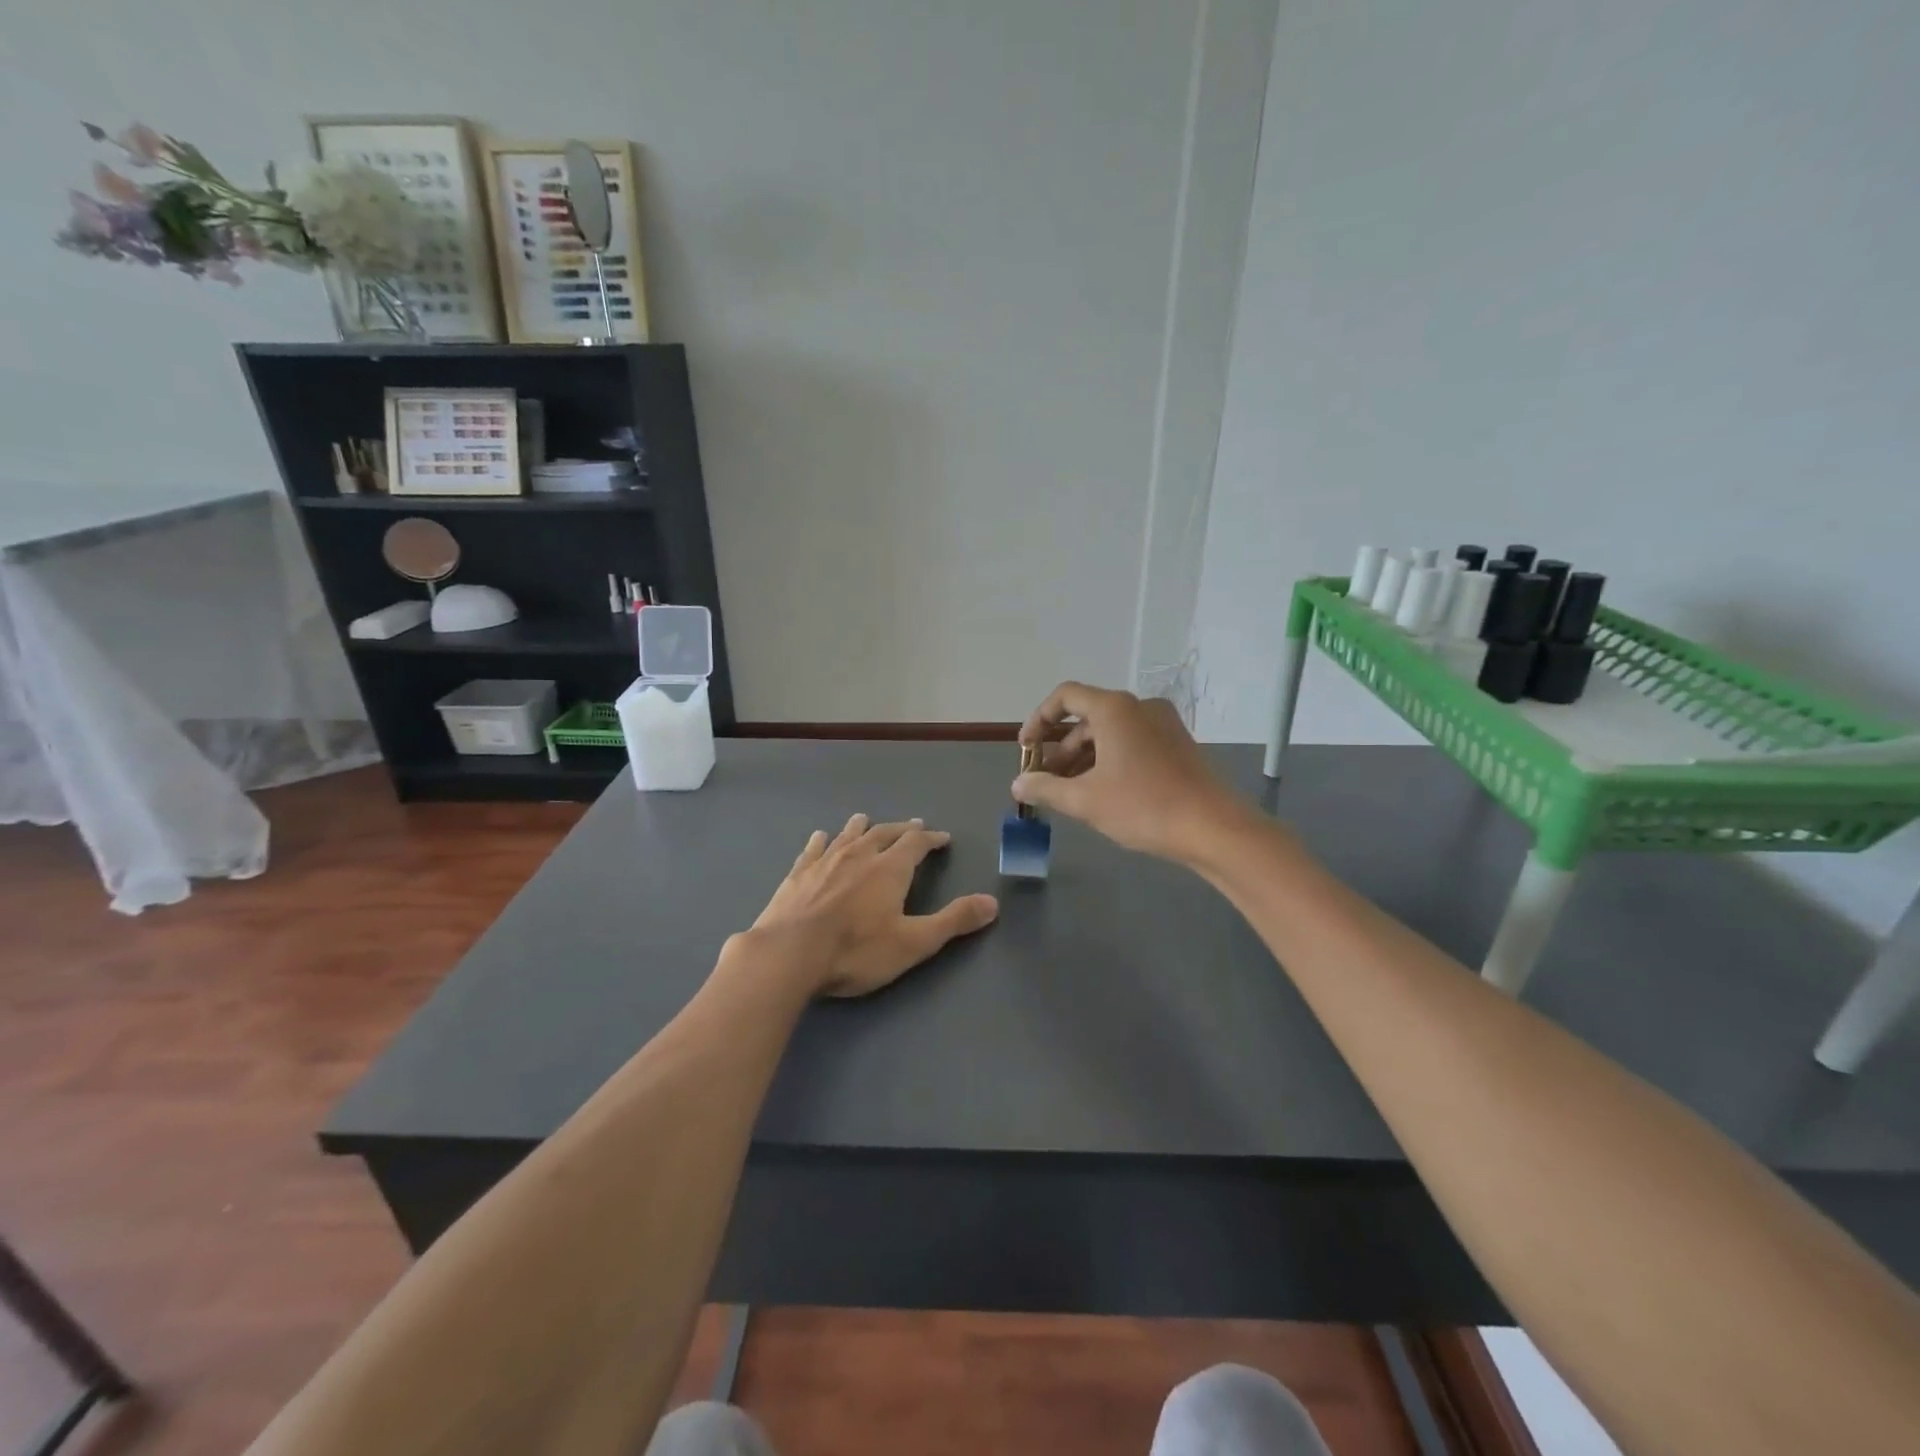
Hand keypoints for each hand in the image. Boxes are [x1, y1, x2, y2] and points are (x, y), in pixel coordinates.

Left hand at [752, 815, 999, 997]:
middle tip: (912, 826)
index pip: (915, 844)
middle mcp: (859, 856)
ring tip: (866, 819)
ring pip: (848, 836)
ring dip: (862, 827)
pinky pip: (813, 849)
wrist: (789, 954)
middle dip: (901, 830)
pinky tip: (820, 836)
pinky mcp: (797, 875)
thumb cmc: (856, 950)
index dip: (930, 839)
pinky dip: (822, 840)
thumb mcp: (914, 942)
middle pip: (884, 833)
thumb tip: (993, 903)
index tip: (941, 838)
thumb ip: (953, 921)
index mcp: (889, 869)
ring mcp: (824, 862)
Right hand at [1014, 682, 1242, 863]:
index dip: (1038, 719)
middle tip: (1044, 781)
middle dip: (1060, 748)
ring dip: (1083, 758)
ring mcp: (1162, 724)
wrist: (1213, 828)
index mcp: (1115, 709)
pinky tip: (1101, 793)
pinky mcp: (1176, 744)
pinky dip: (1108, 761)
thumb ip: (1045, 788)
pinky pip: (1131, 743)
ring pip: (1110, 733)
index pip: (1065, 697)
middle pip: (1087, 717)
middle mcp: (1139, 707)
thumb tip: (1018, 784)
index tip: (1026, 749)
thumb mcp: (1085, 800)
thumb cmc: (1144, 806)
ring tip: (1068, 792)